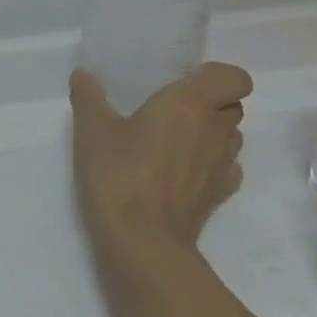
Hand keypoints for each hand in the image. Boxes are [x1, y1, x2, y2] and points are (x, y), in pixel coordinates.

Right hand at [70, 63, 252, 270]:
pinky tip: (181, 172)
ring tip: (175, 140)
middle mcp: (215, 130)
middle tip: (172, 109)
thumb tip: (82, 74)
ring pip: (231, 137)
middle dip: (210, 102)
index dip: (215, 75)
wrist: (142, 241)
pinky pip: (225, 169)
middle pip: (233, 105)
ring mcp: (222, 166)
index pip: (234, 77)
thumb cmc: (119, 174)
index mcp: (190, 103)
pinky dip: (210, 165)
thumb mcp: (92, 130)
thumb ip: (88, 97)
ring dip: (211, 133)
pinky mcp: (218, 196)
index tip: (184, 80)